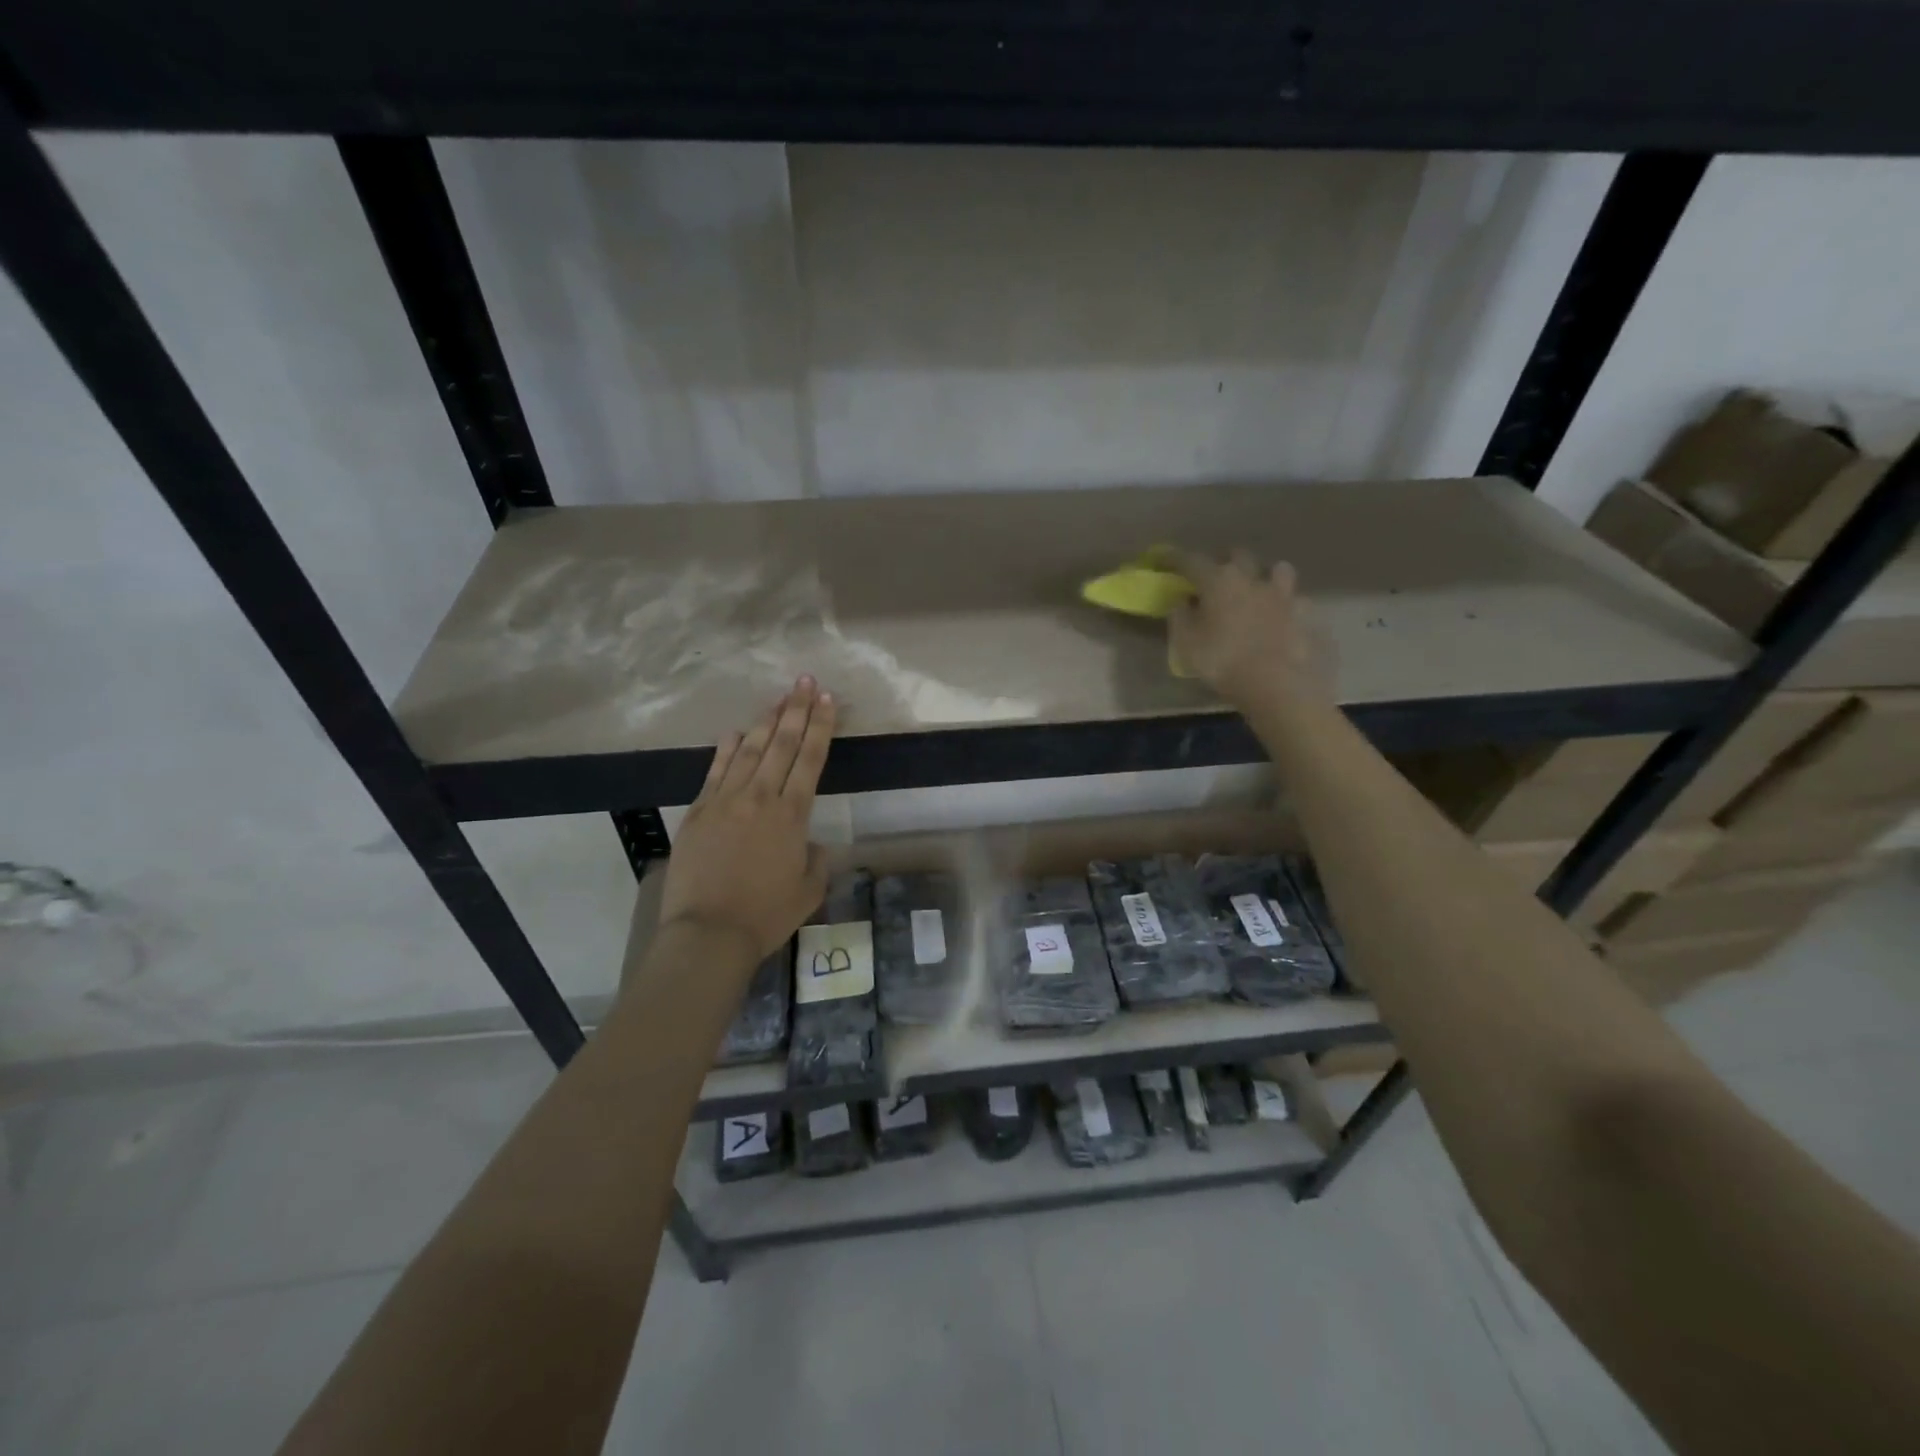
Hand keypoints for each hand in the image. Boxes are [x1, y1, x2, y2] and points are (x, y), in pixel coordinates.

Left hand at [657, 677, 835, 961]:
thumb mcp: (809, 890)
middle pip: (781, 744)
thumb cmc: (766, 915)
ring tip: (778, 698)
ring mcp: (725, 801)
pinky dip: (727, 748)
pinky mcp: (698, 811)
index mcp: (792, 815)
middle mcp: (760, 798)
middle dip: (796, 710)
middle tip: (804, 681)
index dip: (821, 726)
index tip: (827, 699)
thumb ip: (816, 859)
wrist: (709, 933)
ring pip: (749, 750)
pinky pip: (716, 770)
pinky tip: (736, 732)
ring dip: (765, 721)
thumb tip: (810, 842)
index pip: (810, 759)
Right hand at [1169, 550, 1331, 708]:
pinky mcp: (1303, 613)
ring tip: (1257, 588)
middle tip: (1214, 575)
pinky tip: (1281, 617)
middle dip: (1223, 560)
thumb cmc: (1223, 661)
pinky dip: (1286, 605)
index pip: (1191, 561)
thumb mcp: (1186, 643)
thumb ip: (1180, 617)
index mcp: (1218, 581)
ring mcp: (1281, 593)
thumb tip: (1181, 601)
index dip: (1174, 558)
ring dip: (1263, 575)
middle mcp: (1251, 578)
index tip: (1163, 559)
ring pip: (1276, 569)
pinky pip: (1295, 600)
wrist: (1276, 683)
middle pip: (1236, 555)